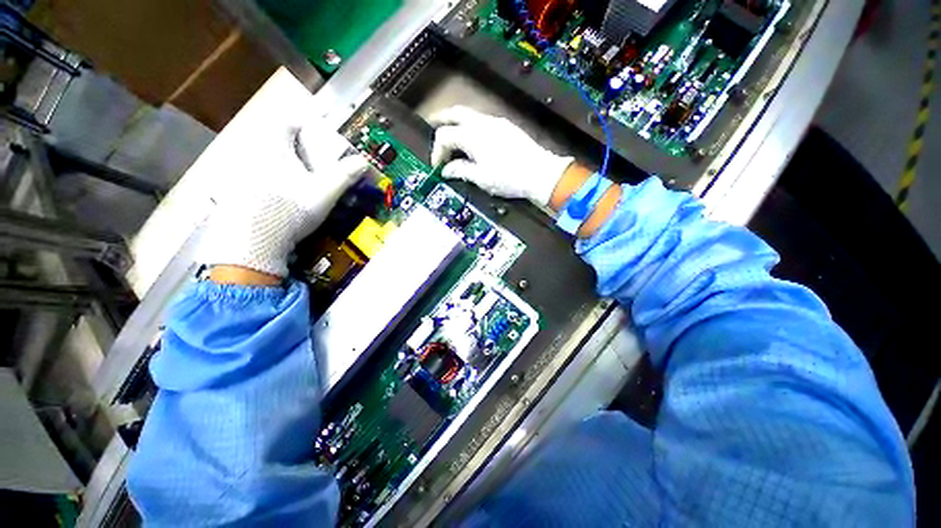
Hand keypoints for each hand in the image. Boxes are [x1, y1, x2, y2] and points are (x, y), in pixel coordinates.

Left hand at [200, 126, 366, 279]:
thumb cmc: (291, 209)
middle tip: (310, 163)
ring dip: (281, 167)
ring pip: (263, 162)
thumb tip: (364, 161)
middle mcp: (253, 156)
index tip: (317, 134)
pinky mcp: (234, 194)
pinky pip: (253, 180)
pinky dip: (269, 184)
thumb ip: (345, 175)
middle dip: (293, 150)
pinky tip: (280, 200)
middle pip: (274, 143)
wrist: (255, 241)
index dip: (302, 125)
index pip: (286, 124)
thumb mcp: (324, 192)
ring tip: (298, 183)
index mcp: (274, 149)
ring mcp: (240, 175)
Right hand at [430, 106, 572, 206]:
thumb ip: (461, 171)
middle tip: (432, 125)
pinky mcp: (506, 127)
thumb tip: (448, 170)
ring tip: (452, 137)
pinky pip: (482, 121)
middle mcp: (483, 123)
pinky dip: (471, 127)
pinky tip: (473, 141)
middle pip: (455, 113)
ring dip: (457, 123)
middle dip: (441, 119)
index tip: (438, 167)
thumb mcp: (481, 178)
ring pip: (470, 115)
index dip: (437, 151)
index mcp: (473, 136)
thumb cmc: (509, 178)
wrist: (540, 173)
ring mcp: (496, 123)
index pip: (445, 136)